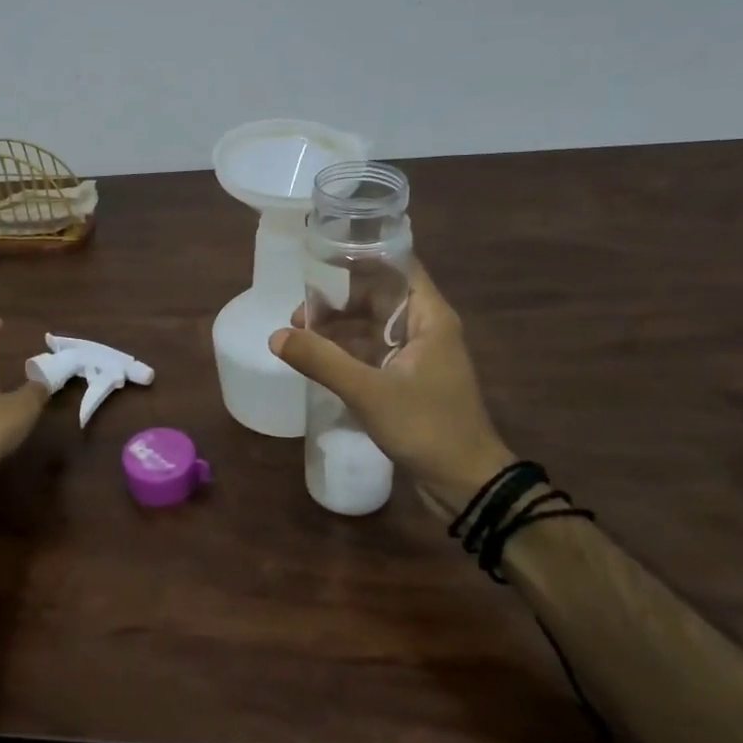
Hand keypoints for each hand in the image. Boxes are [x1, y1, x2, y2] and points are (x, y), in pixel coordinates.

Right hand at [270, 261, 514, 511]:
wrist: (466, 483)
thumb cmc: (426, 427)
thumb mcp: (368, 392)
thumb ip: (321, 361)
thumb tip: (276, 336)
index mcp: (429, 317)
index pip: (397, 266)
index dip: (361, 259)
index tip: (320, 263)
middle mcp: (426, 328)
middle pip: (379, 296)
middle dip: (338, 301)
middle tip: (300, 316)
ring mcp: (418, 355)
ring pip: (373, 326)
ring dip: (339, 328)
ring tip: (301, 339)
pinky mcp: (409, 380)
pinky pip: (373, 352)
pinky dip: (348, 351)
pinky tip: (319, 361)